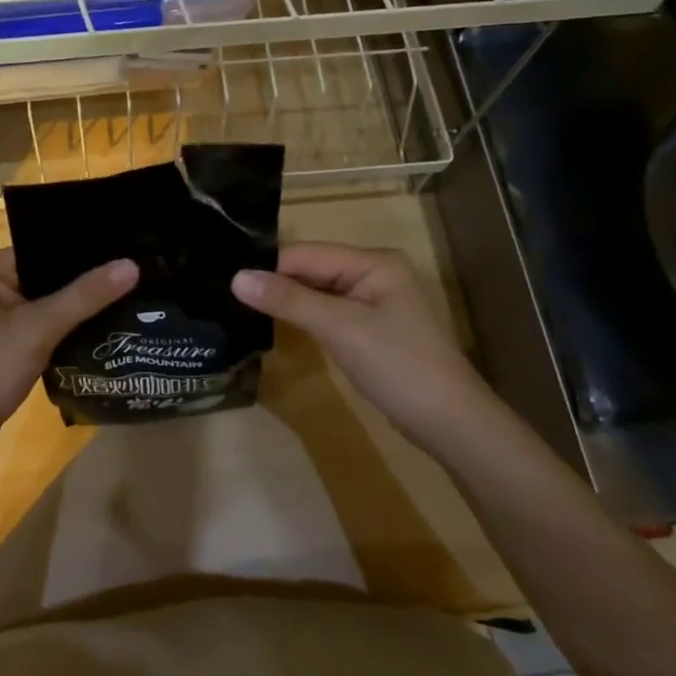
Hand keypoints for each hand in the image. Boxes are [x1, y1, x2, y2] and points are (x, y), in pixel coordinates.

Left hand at [0, 248, 137, 459]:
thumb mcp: (40, 329)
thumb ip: (87, 295)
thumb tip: (132, 265)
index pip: (41, 249)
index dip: (81, 257)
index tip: (123, 258)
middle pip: (40, 272)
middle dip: (78, 283)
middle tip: (127, 280)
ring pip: (36, 297)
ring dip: (68, 305)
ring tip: (118, 299)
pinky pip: (28, 317)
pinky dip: (53, 323)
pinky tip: (89, 326)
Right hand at [233, 243, 499, 459]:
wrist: (450, 422)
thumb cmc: (398, 366)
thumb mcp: (341, 328)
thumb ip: (289, 300)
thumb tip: (237, 277)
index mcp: (374, 262)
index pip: (308, 253)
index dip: (268, 265)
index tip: (224, 278)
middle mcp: (376, 273)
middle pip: (314, 269)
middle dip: (276, 282)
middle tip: (226, 292)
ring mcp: (376, 302)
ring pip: (320, 292)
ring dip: (288, 300)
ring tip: (240, 306)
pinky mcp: (373, 329)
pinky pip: (330, 313)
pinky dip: (306, 317)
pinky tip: (278, 325)